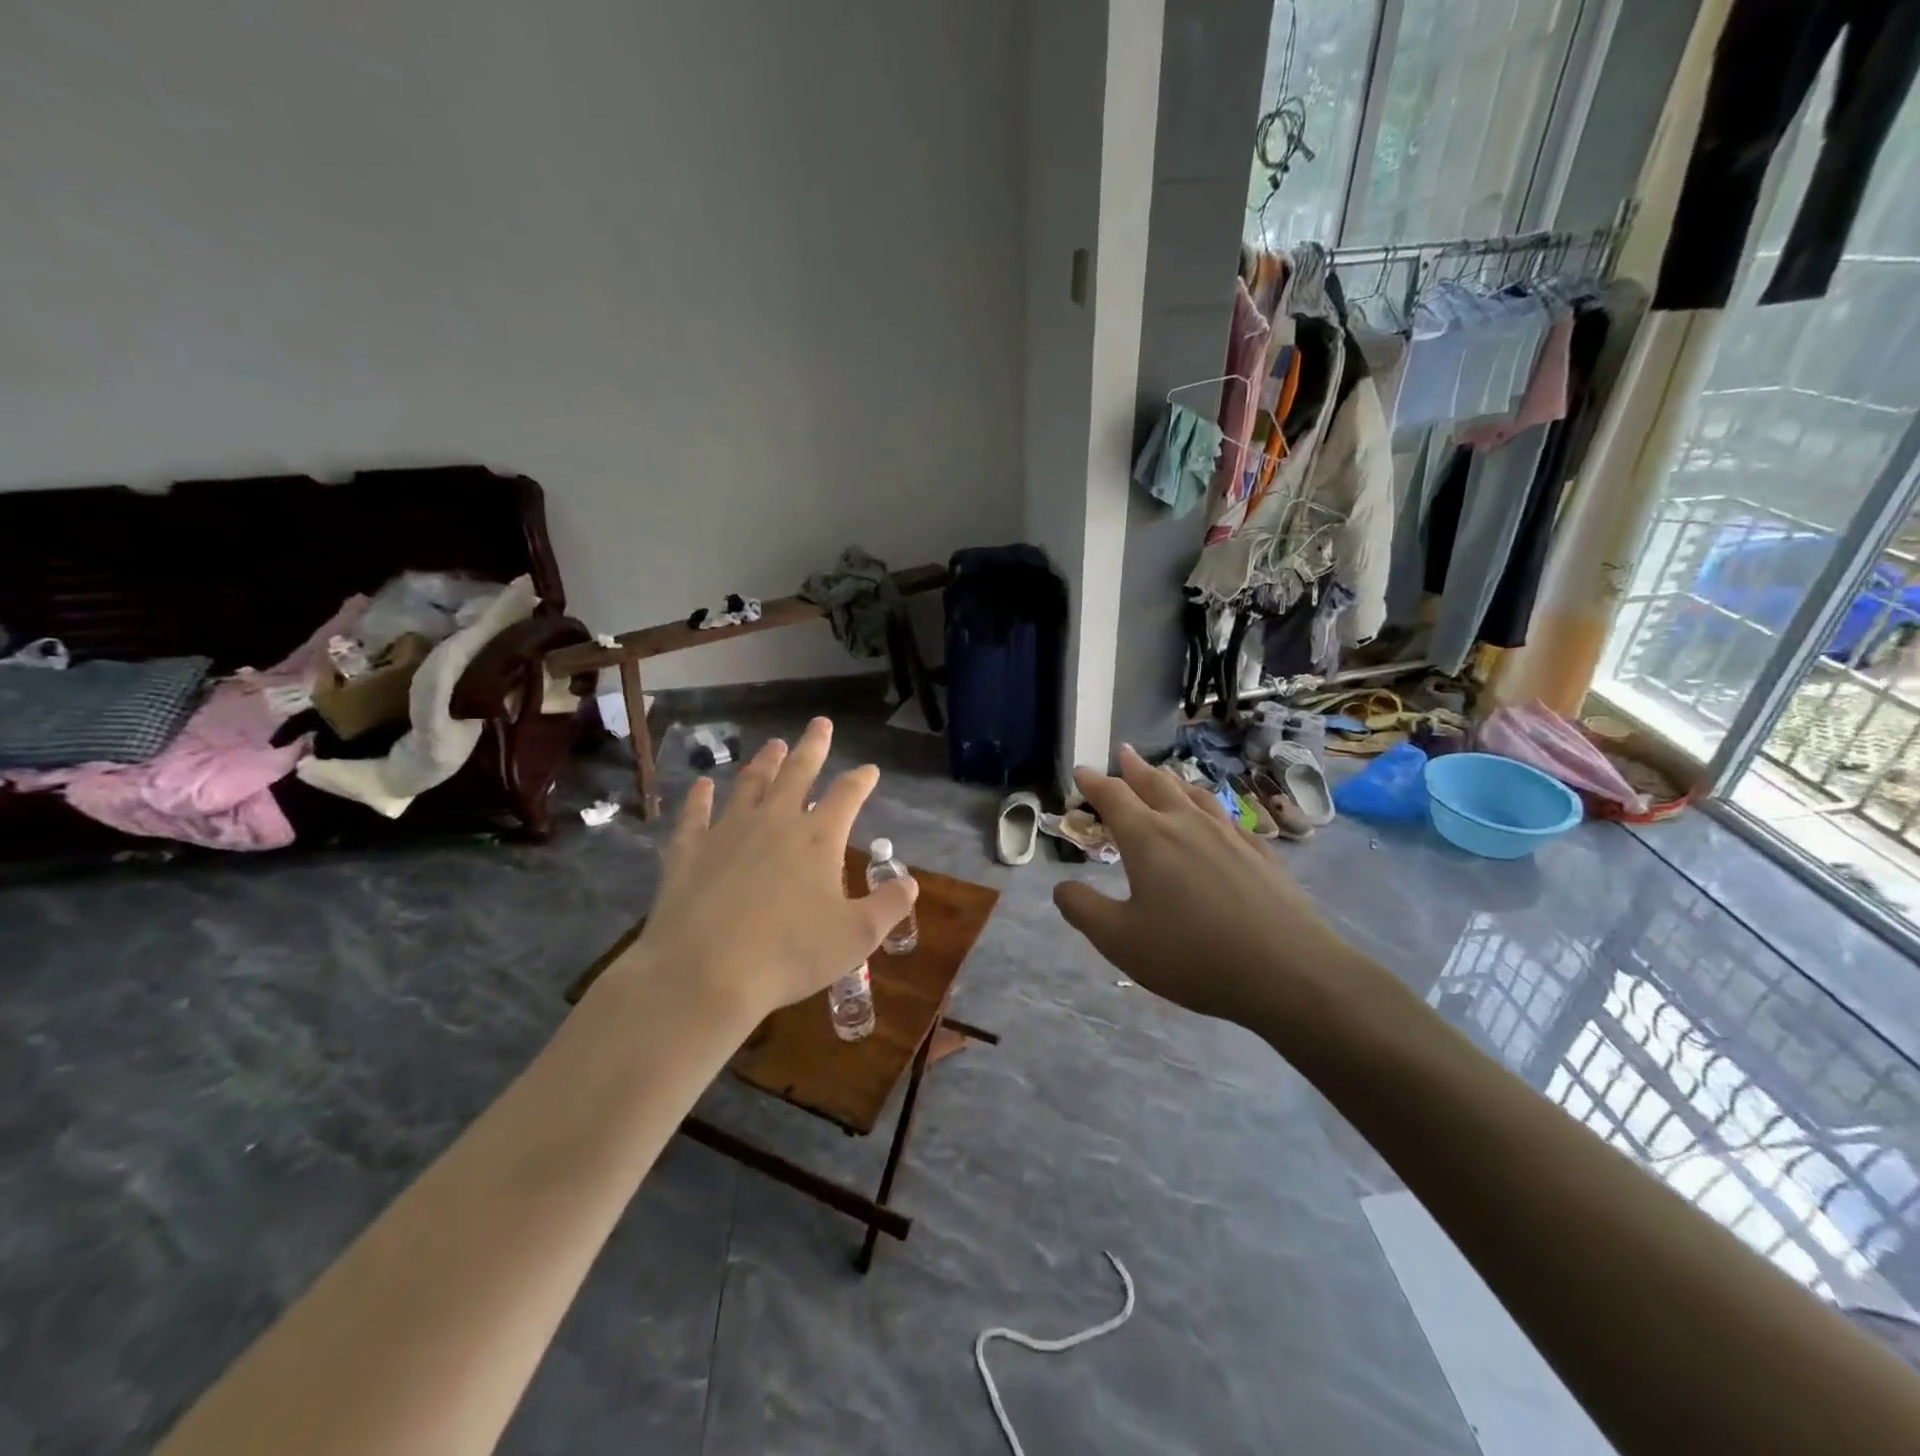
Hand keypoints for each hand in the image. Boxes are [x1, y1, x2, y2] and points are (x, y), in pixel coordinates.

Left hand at [618, 718, 917, 1025]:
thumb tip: (911, 882)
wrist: (705, 973)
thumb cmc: (790, 955)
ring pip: (750, 784)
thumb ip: (889, 906)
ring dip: (764, 762)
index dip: (861, 780)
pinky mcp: (689, 850)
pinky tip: (703, 785)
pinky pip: (695, 815)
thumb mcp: (857, 937)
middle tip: (820, 723)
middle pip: (798, 772)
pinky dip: (700, 797)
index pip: (847, 795)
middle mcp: (775, 822)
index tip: (870, 769)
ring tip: (773, 744)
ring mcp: (728, 832)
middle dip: (813, 747)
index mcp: (818, 838)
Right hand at [1052, 746, 1357, 1031]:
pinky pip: (1226, 815)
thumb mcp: (1120, 940)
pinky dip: (1208, 805)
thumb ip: (1084, 910)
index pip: (1114, 797)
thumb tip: (1061, 887)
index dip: (1094, 783)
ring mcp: (1229, 835)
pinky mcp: (1260, 853)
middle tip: (1124, 753)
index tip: (1081, 771)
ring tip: (1165, 775)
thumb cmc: (1192, 955)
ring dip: (1172, 781)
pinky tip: (1215, 816)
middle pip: (1156, 785)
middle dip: (1135, 768)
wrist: (1289, 972)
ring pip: (1194, 795)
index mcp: (1148, 838)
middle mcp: (1186, 825)